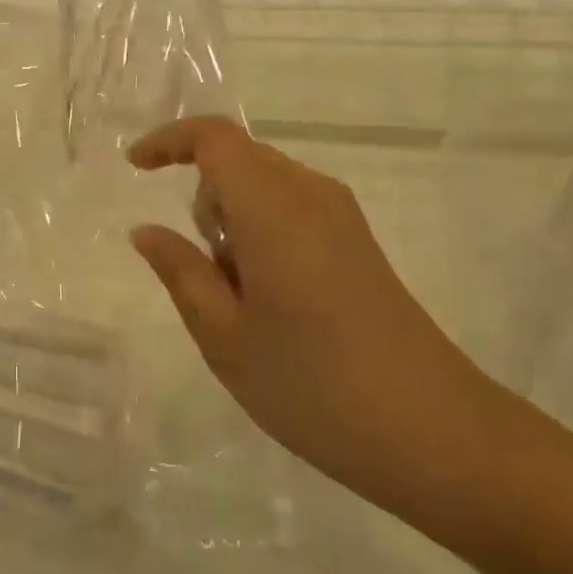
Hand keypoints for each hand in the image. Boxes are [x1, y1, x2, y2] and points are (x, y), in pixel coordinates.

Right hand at [127, 117, 511, 519]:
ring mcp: (341, 216)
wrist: (437, 435)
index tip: (135, 167)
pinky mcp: (358, 241)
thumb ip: (180, 271)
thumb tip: (145, 230)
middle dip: (204, 199)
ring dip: (234, 221)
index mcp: (272, 207)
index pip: (214, 138)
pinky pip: (291, 209)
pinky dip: (262, 234)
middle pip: (238, 160)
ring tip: (243, 301)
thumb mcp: (224, 336)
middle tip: (205, 274)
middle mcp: (310, 194)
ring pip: (264, 186)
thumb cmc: (313, 386)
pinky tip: (274, 302)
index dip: (169, 141)